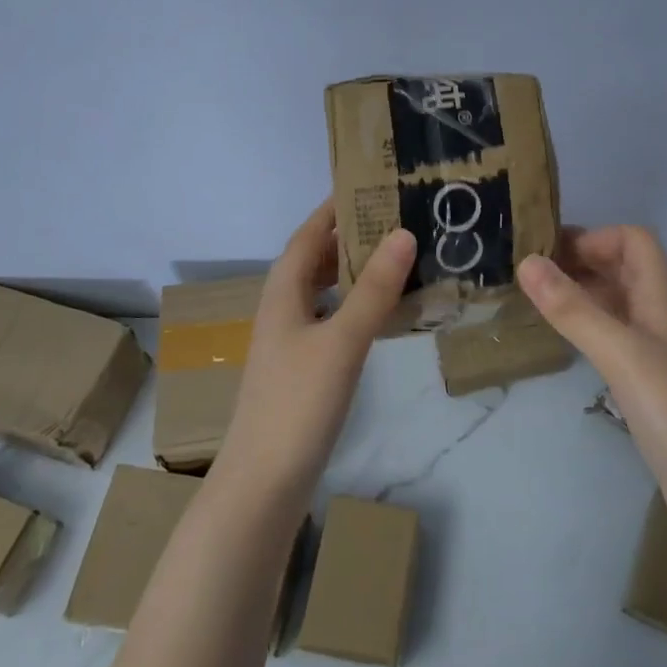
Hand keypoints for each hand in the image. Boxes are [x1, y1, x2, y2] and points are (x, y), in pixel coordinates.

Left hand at [212, 199, 416, 510]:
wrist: (264, 483)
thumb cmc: (297, 404)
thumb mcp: (341, 341)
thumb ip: (372, 290)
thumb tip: (403, 233)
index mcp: (282, 293)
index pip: (307, 234)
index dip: (333, 208)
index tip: (370, 183)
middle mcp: (283, 309)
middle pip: (314, 259)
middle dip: (349, 234)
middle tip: (397, 216)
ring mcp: (291, 342)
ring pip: (324, 290)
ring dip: (353, 270)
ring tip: (398, 255)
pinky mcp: (304, 368)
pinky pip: (332, 319)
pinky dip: (356, 304)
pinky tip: (383, 312)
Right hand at [518, 227, 666, 526]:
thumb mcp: (621, 354)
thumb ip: (574, 309)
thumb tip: (527, 262)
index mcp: (661, 299)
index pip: (635, 241)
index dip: (596, 238)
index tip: (550, 254)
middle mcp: (660, 317)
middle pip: (624, 268)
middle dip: (581, 260)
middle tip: (531, 274)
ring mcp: (656, 351)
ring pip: (617, 303)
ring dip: (582, 292)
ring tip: (537, 301)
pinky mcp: (649, 383)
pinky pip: (614, 336)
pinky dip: (588, 326)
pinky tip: (565, 340)